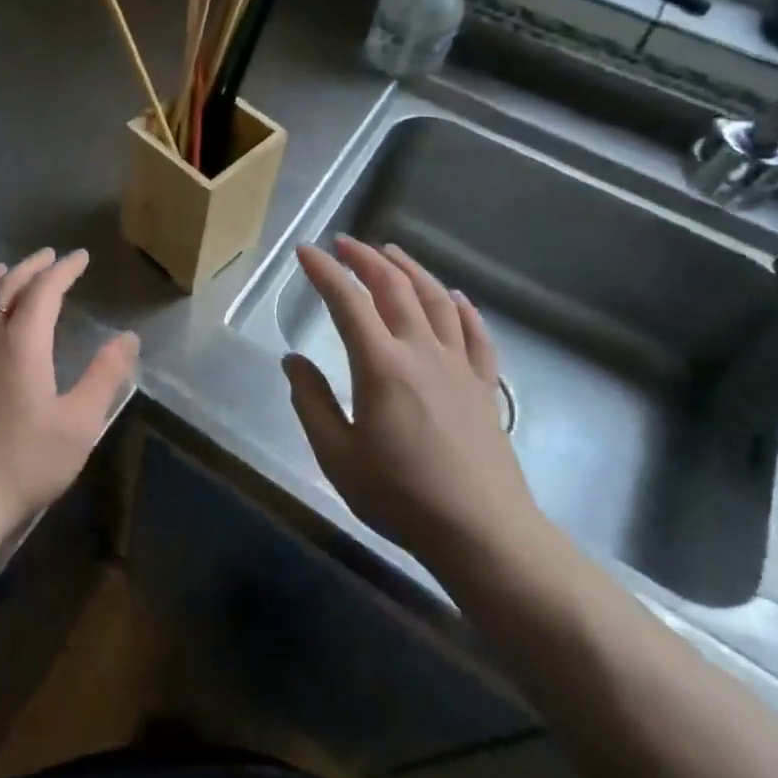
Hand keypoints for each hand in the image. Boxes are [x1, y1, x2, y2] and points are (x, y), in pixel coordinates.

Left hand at [0, 248, 138, 524]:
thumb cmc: (25, 460)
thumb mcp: (80, 422)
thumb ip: (105, 375)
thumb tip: (128, 337)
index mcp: (22, 342)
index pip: (45, 290)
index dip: (64, 270)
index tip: (81, 257)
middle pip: (8, 288)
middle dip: (31, 268)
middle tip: (48, 256)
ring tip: (3, 270)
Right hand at [284, 236, 548, 583]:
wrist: (483, 534)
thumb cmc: (401, 497)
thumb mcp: (337, 456)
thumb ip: (311, 403)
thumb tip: (292, 361)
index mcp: (381, 366)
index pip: (347, 302)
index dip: (324, 272)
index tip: (305, 251)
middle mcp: (421, 352)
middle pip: (394, 288)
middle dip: (365, 259)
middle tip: (343, 243)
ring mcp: (459, 367)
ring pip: (436, 300)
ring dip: (411, 270)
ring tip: (391, 253)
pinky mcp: (485, 387)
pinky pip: (477, 335)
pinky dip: (463, 309)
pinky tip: (455, 298)